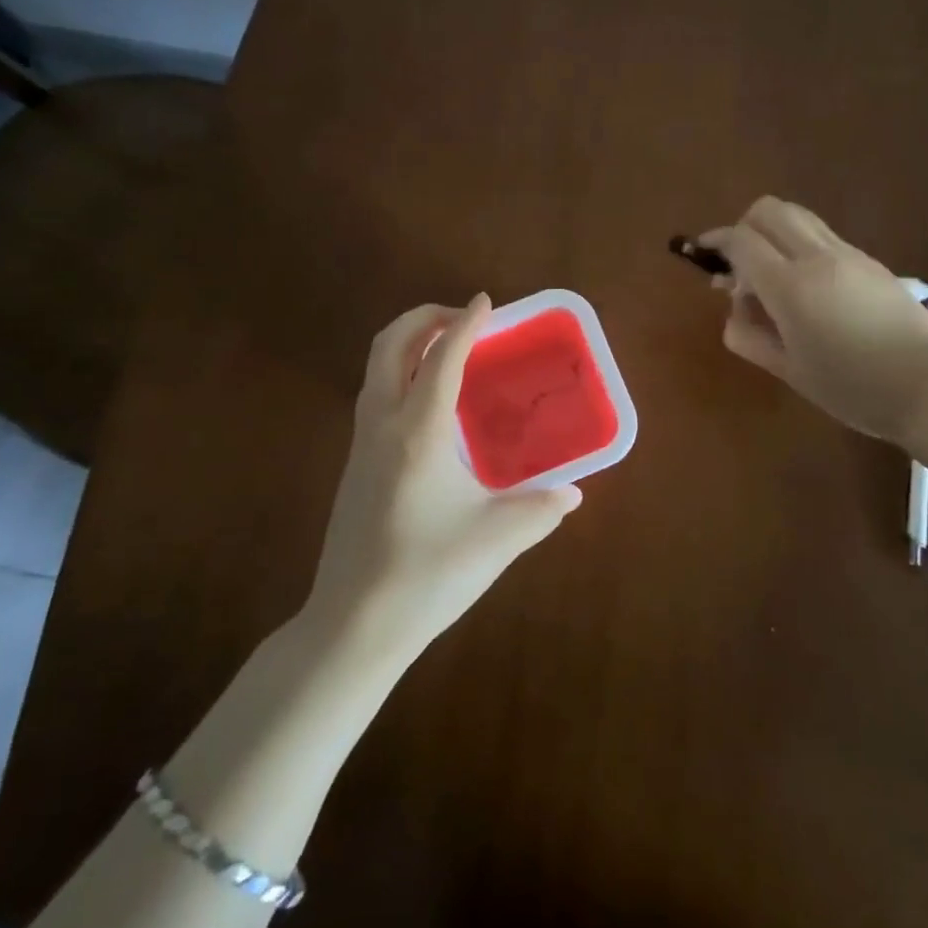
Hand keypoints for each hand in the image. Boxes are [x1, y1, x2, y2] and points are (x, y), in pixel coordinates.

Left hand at [306, 295, 582, 657]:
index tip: (486, 302)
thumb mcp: (497, 539)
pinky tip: (430, 403)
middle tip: (461, 318)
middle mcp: (383, 424)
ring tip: (447, 348)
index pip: (442, 357)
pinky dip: (400, 372)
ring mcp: (362, 443)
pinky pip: (375, 393)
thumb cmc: (427, 575)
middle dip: (423, 317)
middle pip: (391, 344)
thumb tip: (574, 493)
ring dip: (408, 342)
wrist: (353, 625)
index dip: (466, 323)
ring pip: (376, 366)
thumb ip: (542, 509)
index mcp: (419, 431)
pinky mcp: (355, 463)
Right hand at [701, 197, 927, 441]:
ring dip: (775, 233)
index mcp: (791, 285)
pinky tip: (809, 288)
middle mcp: (818, 256)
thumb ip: (749, 334)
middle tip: (739, 263)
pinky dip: (801, 246)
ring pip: (799, 216)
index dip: (716, 241)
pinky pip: (824, 236)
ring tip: (773, 275)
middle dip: (744, 226)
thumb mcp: (788, 370)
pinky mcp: (872, 262)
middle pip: (769, 209)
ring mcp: (849, 254)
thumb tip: (735, 307)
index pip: (741, 240)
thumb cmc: (851, 388)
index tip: (703, 254)